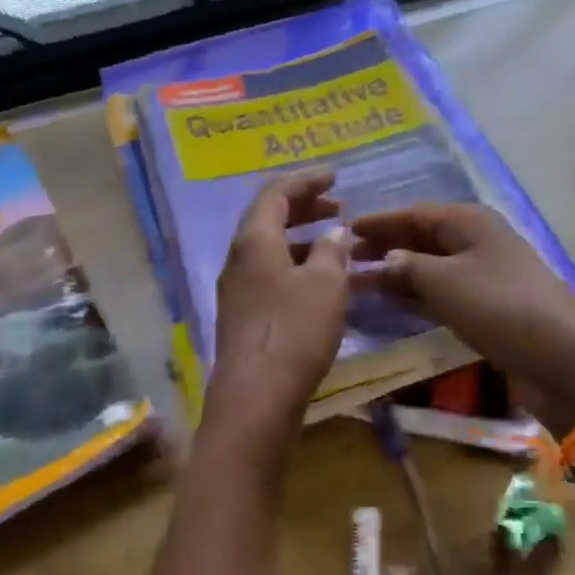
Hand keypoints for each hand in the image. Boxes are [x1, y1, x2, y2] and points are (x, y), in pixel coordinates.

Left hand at [212, 170, 350, 418]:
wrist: (256, 397)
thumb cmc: (294, 331)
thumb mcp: (326, 285)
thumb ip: (332, 251)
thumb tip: (334, 233)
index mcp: (254, 240)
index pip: (275, 193)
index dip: (305, 181)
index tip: (335, 177)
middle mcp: (238, 259)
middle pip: (268, 219)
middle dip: (304, 208)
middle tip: (337, 207)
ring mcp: (237, 289)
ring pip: (270, 249)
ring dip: (302, 239)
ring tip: (335, 243)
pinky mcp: (243, 316)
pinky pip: (270, 275)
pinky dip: (296, 266)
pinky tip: (321, 283)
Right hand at [349, 203, 574, 436]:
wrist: (559, 357)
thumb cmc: (498, 306)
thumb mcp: (445, 282)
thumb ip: (407, 267)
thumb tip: (382, 260)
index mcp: (471, 222)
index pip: (415, 214)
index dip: (380, 221)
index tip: (345, 229)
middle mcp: (479, 242)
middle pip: (423, 238)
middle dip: (387, 246)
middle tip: (348, 258)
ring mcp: (486, 275)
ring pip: (432, 267)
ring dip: (399, 273)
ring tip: (362, 281)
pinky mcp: (489, 307)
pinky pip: (444, 292)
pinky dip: (418, 296)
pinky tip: (394, 303)